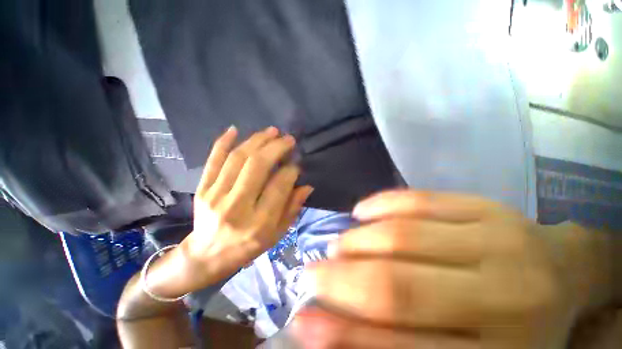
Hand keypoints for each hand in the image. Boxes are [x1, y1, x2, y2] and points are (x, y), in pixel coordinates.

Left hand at [178, 126, 312, 290]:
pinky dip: (223, 142)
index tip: (297, 162)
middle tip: (288, 139)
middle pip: (257, 166)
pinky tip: (235, 129)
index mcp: (260, 222)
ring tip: (271, 131)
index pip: (279, 186)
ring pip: (237, 158)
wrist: (207, 255)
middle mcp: (237, 206)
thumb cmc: (248, 247)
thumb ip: (292, 208)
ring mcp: (215, 196)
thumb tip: (306, 185)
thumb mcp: (277, 234)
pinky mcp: (202, 189)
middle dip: (276, 147)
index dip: (291, 169)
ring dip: (256, 140)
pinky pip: (212, 161)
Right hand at [294, 190, 595, 348]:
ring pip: (403, 236)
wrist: (565, 273)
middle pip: (400, 288)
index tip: (301, 323)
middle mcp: (504, 296)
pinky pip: (418, 200)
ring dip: (356, 241)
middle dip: (341, 281)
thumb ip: (401, 342)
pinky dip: (379, 204)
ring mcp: (497, 239)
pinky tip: (359, 212)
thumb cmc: (517, 325)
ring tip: (336, 246)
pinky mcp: (484, 204)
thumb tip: (334, 330)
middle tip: (312, 274)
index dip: (343, 337)